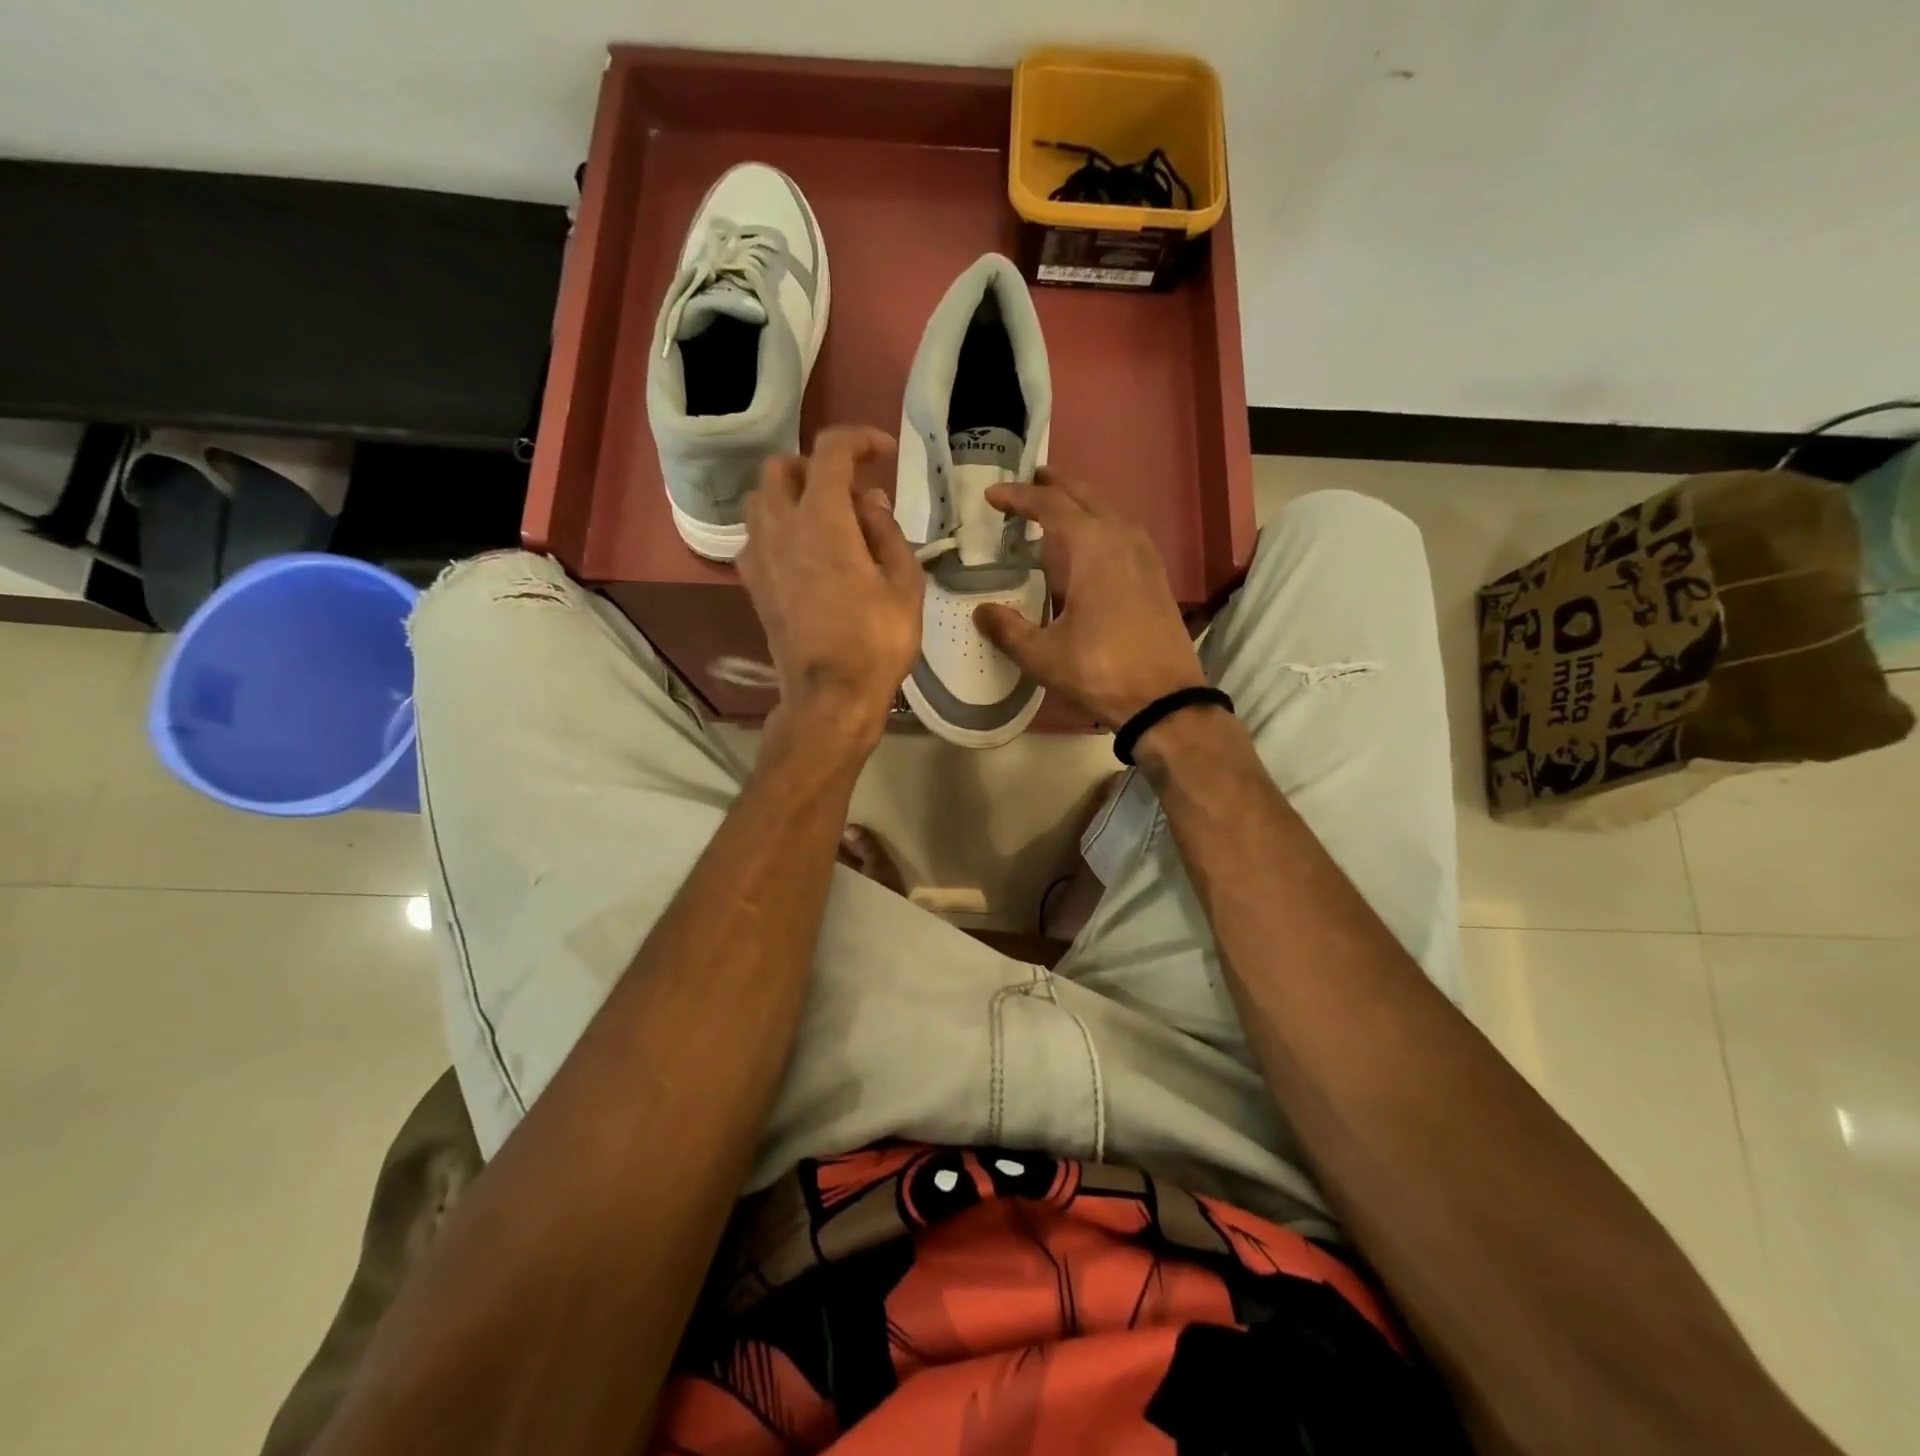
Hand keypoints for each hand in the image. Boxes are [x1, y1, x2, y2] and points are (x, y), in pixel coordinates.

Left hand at [737, 426, 922, 760]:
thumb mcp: (904, 583)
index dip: (860, 439)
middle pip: (782, 468)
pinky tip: (805, 553)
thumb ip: (886, 531)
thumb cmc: (877, 640)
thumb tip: (869, 502)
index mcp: (822, 518)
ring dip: (791, 495)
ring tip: (826, 519)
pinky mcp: (753, 585)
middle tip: (850, 489)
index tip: (884, 453)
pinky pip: (757, 536)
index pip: (831, 450)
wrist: (830, 696)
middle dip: (817, 466)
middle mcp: (780, 526)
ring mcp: (759, 556)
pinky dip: (778, 529)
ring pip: (761, 500)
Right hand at [973, 470, 1206, 729]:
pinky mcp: (1155, 576)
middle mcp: (1121, 539)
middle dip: (1053, 487)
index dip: (1018, 498)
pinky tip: (1089, 547)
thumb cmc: (1101, 672)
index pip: (1049, 506)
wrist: (1166, 700)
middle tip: (1027, 483)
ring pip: (1107, 512)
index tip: (992, 496)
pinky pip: (1122, 533)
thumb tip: (981, 611)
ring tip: (1054, 510)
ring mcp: (1144, 556)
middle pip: (1084, 497)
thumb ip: (1008, 629)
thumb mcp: (1043, 656)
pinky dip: (1098, 526)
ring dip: (1079, 505)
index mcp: (1092, 548)